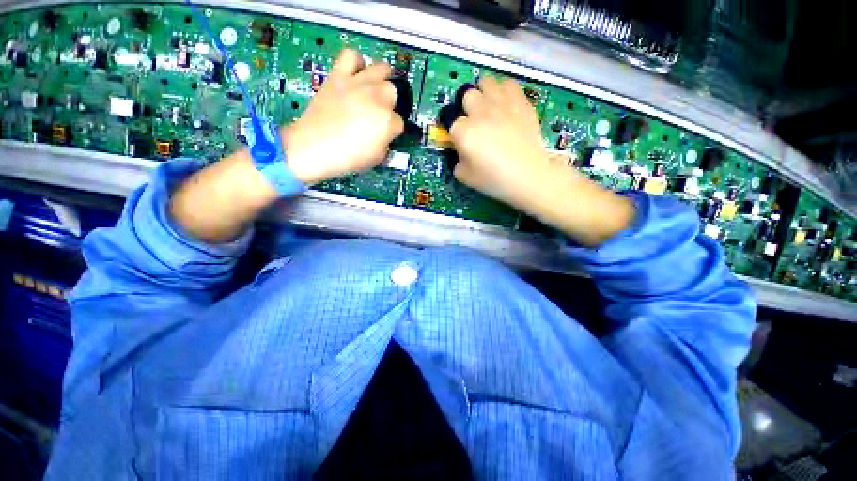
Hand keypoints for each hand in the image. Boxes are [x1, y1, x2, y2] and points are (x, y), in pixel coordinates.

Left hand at [284, 49, 404, 185]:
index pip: (400, 122)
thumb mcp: (377, 158)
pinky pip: (351, 55)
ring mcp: (357, 83)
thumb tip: (386, 134)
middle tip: (379, 113)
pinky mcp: (338, 75)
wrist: (313, 147)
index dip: (393, 130)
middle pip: (393, 91)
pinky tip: (356, 73)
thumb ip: (386, 143)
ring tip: (374, 89)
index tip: (385, 135)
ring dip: (382, 79)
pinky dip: (356, 62)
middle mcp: (377, 98)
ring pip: (381, 68)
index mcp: (387, 121)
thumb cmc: (347, 158)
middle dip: (389, 104)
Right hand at [450, 76, 634, 245]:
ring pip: (486, 81)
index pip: (450, 121)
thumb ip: (457, 161)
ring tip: (488, 106)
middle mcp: (480, 112)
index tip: (460, 139)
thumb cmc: (495, 180)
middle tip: (474, 121)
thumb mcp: (466, 177)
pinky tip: (505, 102)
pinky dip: (504, 90)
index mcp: (464, 132)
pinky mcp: (520, 102)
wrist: (529, 176)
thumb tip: (461, 151)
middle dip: (467, 107)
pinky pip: (509, 84)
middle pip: (467, 95)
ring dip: (483, 92)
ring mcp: (502, 104)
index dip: (455, 130)